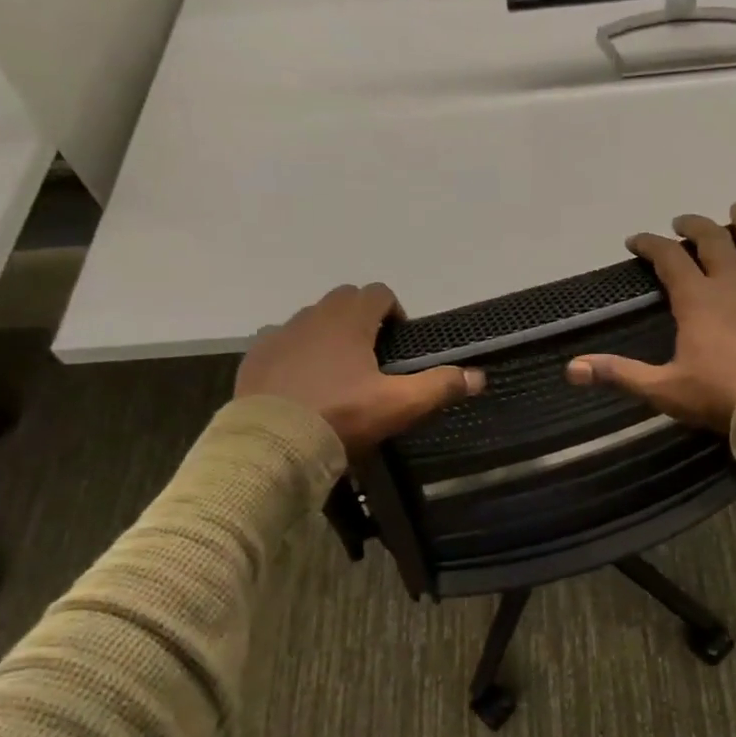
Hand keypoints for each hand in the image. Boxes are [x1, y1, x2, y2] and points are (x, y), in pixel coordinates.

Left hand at [234, 284, 483, 455]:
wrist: (273, 443)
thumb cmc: (342, 417)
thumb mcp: (399, 406)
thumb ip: (440, 386)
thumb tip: (479, 376)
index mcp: (350, 320)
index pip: (378, 293)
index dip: (394, 311)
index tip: (399, 343)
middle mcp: (313, 316)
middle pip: (343, 299)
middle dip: (361, 318)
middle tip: (371, 357)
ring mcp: (279, 334)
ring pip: (310, 319)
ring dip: (327, 334)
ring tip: (336, 372)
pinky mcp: (255, 355)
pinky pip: (280, 341)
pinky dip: (294, 352)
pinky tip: (300, 383)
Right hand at [565, 203, 735, 433]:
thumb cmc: (715, 395)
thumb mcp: (660, 388)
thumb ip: (618, 374)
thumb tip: (572, 369)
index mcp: (696, 300)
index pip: (668, 259)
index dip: (650, 245)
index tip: (635, 241)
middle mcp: (729, 285)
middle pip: (712, 241)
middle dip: (693, 226)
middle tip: (681, 222)